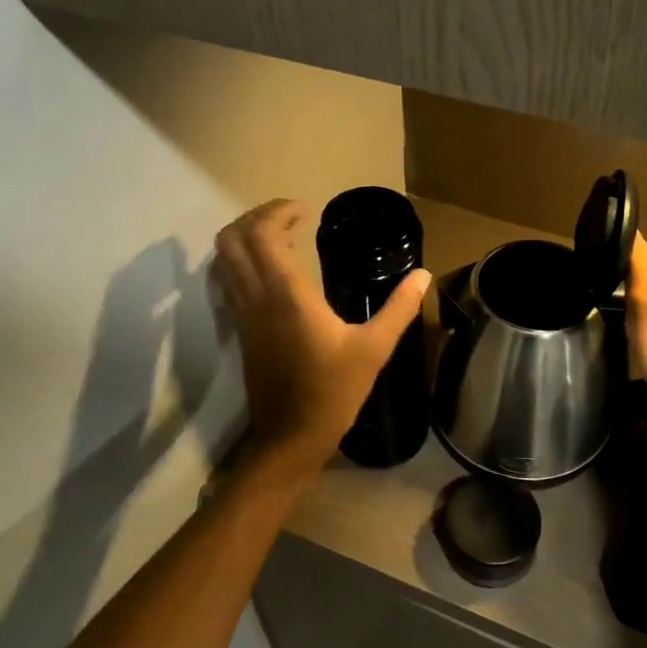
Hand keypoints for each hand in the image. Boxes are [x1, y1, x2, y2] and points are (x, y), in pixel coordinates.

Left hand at [214, 199, 431, 464]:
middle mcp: (256, 297)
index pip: (263, 234)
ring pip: (224, 258)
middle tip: (290, 217)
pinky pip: (227, 279)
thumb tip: (423, 275)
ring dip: (245, 236)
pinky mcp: (240, 329)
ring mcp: (242, 314)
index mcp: (286, 295)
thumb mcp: (374, 349)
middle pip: (233, 238)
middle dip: (257, 217)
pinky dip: (241, 260)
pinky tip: (270, 269)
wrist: (291, 437)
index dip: (278, 211)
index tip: (306, 210)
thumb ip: (399, 308)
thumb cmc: (334, 391)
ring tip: (280, 236)